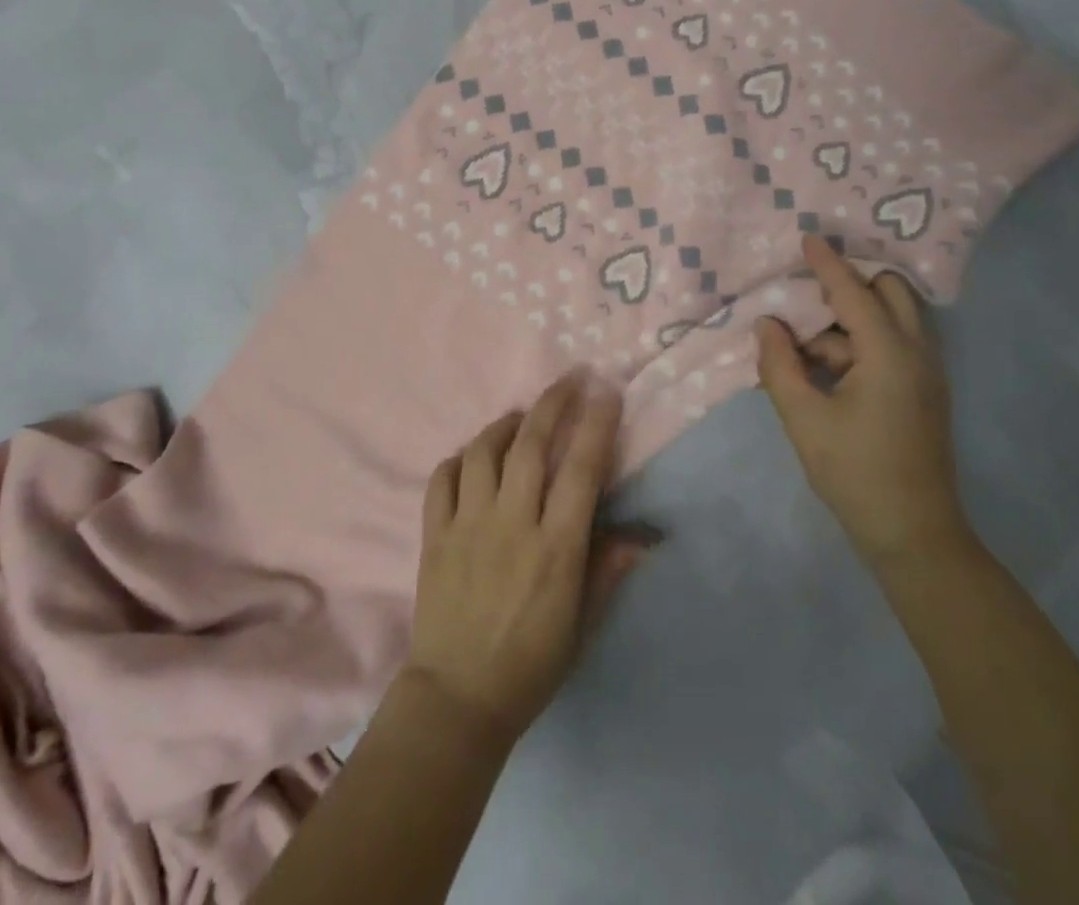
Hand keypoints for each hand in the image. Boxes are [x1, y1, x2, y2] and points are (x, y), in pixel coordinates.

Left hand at [403, 374, 648, 746]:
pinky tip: (472, 457)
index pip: (581, 471)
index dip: (596, 425)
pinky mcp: (433, 534)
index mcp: (555, 548)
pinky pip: (441, 478)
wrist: (458, 700)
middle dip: (552, 403)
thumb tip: (645, 534)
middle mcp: (511, 524)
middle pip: (530, 445)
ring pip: (483, 452)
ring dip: (503, 424)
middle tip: (568, 379)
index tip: (606, 392)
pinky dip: (458, 458)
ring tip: (519, 417)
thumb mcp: (582, 624)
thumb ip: (608, 571)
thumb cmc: (531, 664)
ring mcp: (467, 525)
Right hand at [755, 235, 966, 567]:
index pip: (854, 292)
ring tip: (803, 351)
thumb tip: (767, 324)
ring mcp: (927, 374)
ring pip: (891, 321)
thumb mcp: (803, 418)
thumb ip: (779, 364)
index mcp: (889, 353)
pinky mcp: (924, 393)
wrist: (914, 534)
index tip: (807, 237)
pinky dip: (860, 344)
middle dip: (850, 286)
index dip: (827, 264)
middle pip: (890, 293)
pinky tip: (825, 370)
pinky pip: (894, 346)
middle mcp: (917, 353)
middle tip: (807, 299)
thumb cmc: (855, 472)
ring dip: (850, 322)